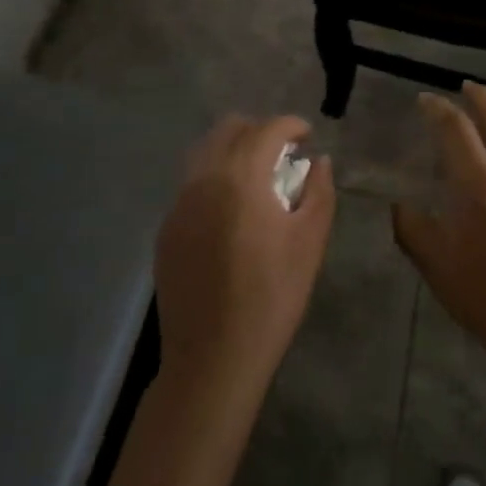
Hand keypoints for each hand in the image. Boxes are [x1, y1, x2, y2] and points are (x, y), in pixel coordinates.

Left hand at [154, 116, 334, 405]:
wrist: (212, 360)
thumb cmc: (271, 298)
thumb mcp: (310, 243)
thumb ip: (319, 192)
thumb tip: (319, 162)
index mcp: (241, 176)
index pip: (268, 129)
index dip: (292, 125)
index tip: (308, 137)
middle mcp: (204, 178)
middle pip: (231, 129)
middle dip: (260, 132)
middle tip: (283, 156)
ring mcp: (179, 203)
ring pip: (205, 152)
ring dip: (233, 151)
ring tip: (256, 178)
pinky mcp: (166, 229)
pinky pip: (191, 184)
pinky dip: (214, 180)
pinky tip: (229, 212)